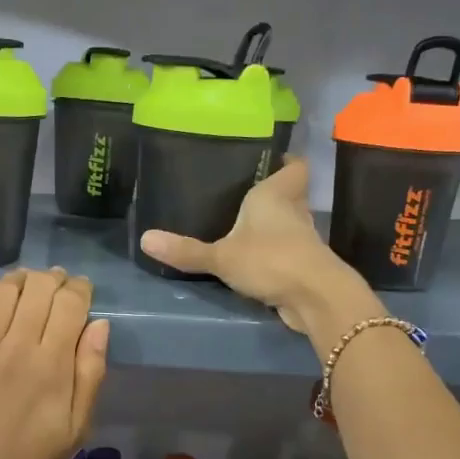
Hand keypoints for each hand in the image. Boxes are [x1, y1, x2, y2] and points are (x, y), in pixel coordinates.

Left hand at [0, 268, 108, 458]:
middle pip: (38, 287)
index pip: (70, 303)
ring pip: (4, 289)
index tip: (82, 292)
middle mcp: (16, 347)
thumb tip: (99, 324)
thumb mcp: (77, 427)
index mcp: (52, 365)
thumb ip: (91, 373)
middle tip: (57, 288)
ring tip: (28, 289)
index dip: (80, 288)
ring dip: (21, 280)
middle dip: (54, 279)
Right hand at [138, 159, 377, 334]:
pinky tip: (254, 261)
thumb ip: (186, 250)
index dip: (286, 162)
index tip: (270, 160)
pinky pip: (288, 251)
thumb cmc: (270, 260)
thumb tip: (144, 239)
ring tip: (244, 228)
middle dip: (272, 195)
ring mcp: (303, 240)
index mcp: (275, 195)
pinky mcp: (305, 266)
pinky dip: (276, 253)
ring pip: (290, 224)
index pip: (294, 167)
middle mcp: (294, 211)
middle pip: (290, 195)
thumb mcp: (221, 257)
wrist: (315, 298)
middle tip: (243, 196)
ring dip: (274, 227)